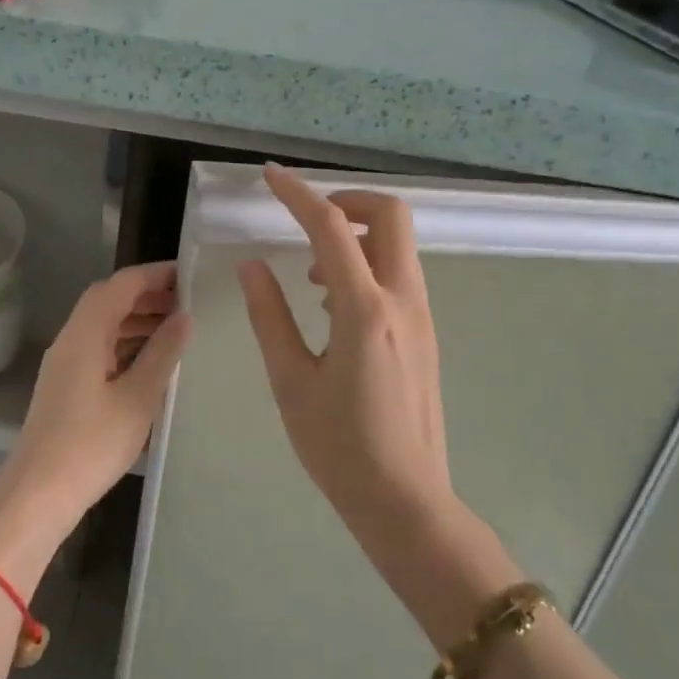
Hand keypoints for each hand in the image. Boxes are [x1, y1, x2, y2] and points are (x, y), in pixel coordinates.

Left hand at [0, 262, 191, 573]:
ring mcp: (65, 363)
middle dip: (148, 296)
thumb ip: (163, 353)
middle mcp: (71, 339)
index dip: (155, 274)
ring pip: (103, 325)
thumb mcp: (138, 397)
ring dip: (137, 320)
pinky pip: (99, 348)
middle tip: (189, 302)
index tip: (190, 275)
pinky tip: (152, 361)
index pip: (121, 284)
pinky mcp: (66, 385)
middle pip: (109, 300)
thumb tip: (185, 317)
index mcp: (85, 333)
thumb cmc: (92, 444)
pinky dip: (126, 344)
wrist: (38, 493)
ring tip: (178, 329)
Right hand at [237, 164, 453, 542]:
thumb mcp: (291, 381)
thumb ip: (270, 316)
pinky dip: (367, 265)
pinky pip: (399, 276)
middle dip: (347, 201)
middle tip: (306, 220)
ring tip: (311, 275)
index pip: (331, 228)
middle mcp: (403, 302)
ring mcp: (421, 318)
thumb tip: (253, 266)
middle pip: (390, 216)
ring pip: (398, 246)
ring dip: (356, 237)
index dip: (298, 194)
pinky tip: (333, 306)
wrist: (405, 502)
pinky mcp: (425, 335)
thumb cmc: (339, 447)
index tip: (271, 176)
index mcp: (364, 311)